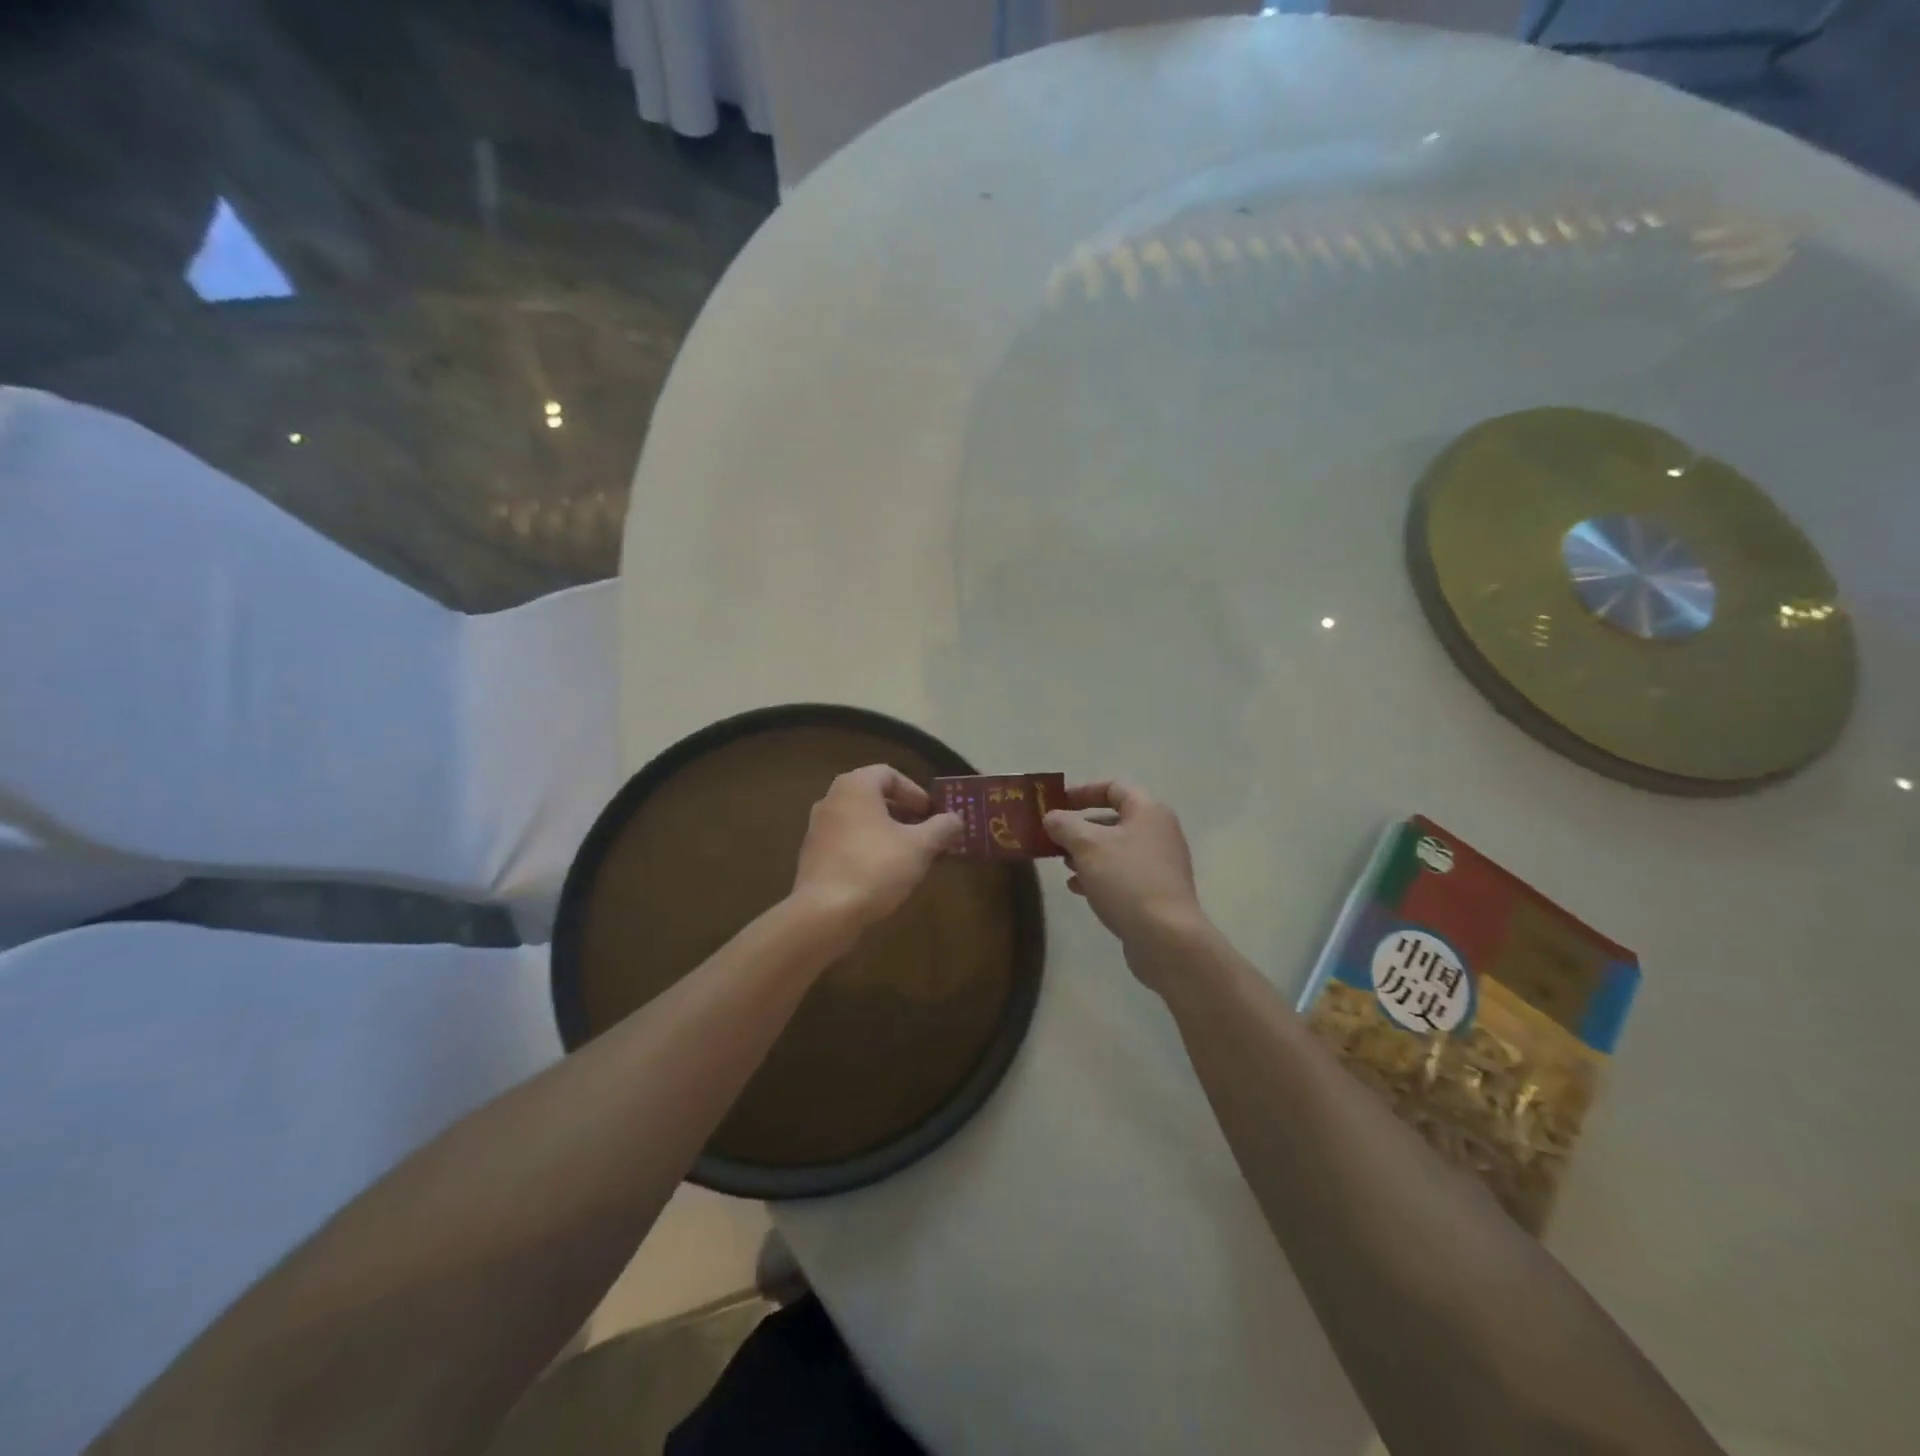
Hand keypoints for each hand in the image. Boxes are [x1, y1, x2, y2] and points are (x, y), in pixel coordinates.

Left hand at [791, 765, 961, 938]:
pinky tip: (883, 875)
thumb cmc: (875, 867)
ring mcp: (817, 829)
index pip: (889, 774)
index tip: (931, 814)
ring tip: (908, 856)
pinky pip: (846, 843)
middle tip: (925, 834)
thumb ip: (941, 828)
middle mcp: (831, 800)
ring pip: (860, 821)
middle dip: (903, 814)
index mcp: (855, 787)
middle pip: (873, 797)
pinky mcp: (812, 857)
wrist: (824, 912)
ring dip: (886, 833)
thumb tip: (956, 819)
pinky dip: (867, 850)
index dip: (915, 791)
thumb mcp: (919, 847)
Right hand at [1044, 781, 1211, 986]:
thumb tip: (1052, 817)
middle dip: (1080, 826)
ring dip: (1086, 853)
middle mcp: (1158, 832)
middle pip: (1113, 818)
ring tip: (1062, 864)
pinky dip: (1098, 875)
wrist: (1166, 938)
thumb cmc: (1126, 879)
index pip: (1113, 787)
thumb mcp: (1087, 845)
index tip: (1056, 803)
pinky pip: (1121, 874)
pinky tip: (1077, 888)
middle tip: (1052, 836)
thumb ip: (1065, 825)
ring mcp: (1159, 864)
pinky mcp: (1155, 892)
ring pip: (1115, 849)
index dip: (1082, 791)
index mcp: (1148, 811)